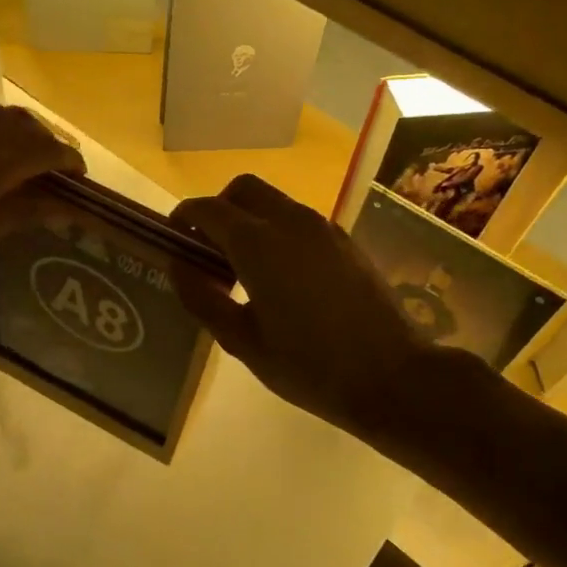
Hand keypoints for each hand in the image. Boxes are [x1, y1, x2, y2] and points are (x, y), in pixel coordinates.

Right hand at [171, 175, 479, 444]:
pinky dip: (277, 231)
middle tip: (209, 251)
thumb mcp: (243, 342)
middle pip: (243, 190)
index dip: (184, 219)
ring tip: (244, 268)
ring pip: (274, 202)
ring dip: (250, 219)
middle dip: (219, 209)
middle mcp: (290, 221)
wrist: (392, 376)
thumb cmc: (309, 366)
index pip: (208, 209)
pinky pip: (299, 220)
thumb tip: (178, 266)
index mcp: (258, 244)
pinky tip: (282, 276)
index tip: (174, 241)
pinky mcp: (345, 241)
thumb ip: (203, 298)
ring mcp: (323, 228)